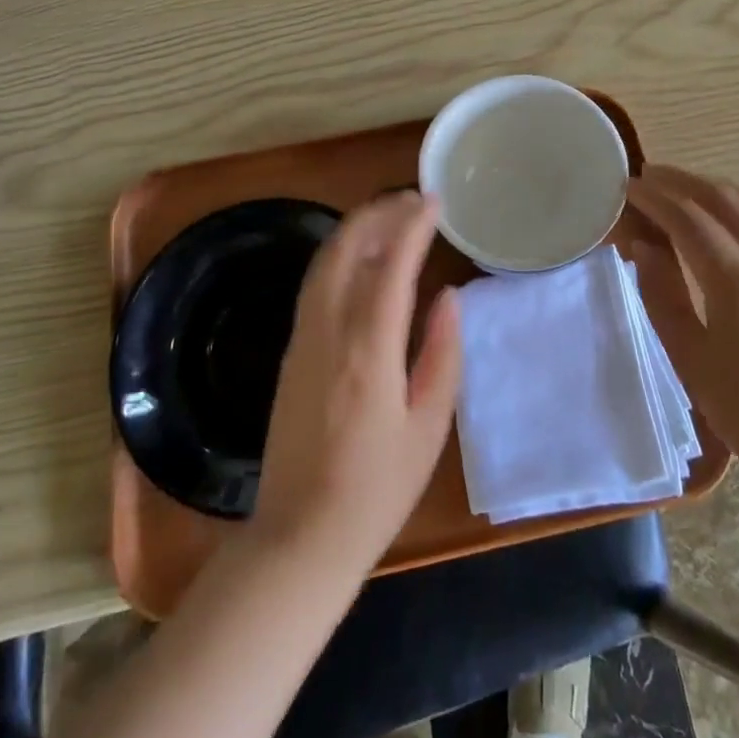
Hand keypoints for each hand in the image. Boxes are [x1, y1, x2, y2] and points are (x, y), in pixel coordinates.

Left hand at [251, 192, 460, 576]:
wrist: (299, 538)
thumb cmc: (375, 491)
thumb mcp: (428, 429)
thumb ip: (442, 355)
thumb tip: (448, 296)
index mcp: (368, 352)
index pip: (390, 266)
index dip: (412, 226)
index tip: (434, 202)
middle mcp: (328, 333)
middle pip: (346, 249)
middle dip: (378, 213)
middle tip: (413, 199)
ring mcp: (302, 339)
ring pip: (324, 261)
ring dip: (356, 229)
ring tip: (391, 216)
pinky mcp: (290, 351)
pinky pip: (314, 284)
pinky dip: (339, 254)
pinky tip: (360, 257)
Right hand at [626, 166, 738, 484]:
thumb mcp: (689, 357)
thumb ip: (662, 293)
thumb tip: (644, 245)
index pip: (690, 221)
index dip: (655, 198)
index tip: (629, 186)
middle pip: (724, 199)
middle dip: (682, 181)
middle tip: (649, 176)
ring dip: (713, 188)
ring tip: (681, 186)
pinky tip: (721, 216)